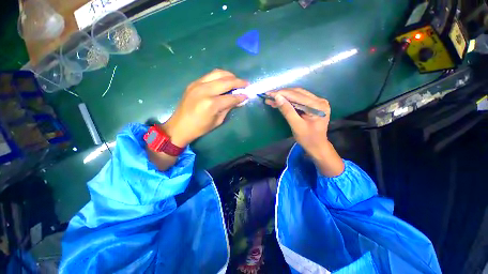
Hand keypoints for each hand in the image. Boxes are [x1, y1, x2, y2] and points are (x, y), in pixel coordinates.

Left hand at [162, 69, 248, 146]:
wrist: (179, 126)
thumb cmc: (200, 128)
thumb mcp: (218, 121)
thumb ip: (229, 108)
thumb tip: (240, 100)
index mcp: (211, 104)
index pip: (231, 97)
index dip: (241, 96)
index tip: (248, 95)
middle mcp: (204, 91)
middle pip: (226, 81)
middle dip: (239, 82)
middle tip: (246, 84)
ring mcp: (197, 84)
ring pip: (218, 73)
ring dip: (229, 75)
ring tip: (236, 80)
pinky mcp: (193, 83)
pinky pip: (210, 75)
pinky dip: (220, 76)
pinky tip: (224, 81)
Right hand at [266, 88, 343, 176]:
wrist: (317, 146)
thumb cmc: (307, 139)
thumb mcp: (296, 126)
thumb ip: (287, 111)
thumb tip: (277, 97)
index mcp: (317, 106)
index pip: (297, 96)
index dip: (281, 94)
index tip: (268, 93)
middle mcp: (319, 100)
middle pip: (298, 93)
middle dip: (282, 94)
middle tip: (268, 95)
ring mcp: (317, 102)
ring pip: (297, 95)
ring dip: (284, 96)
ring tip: (272, 99)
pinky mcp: (313, 104)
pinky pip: (299, 99)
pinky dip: (288, 101)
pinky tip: (279, 101)